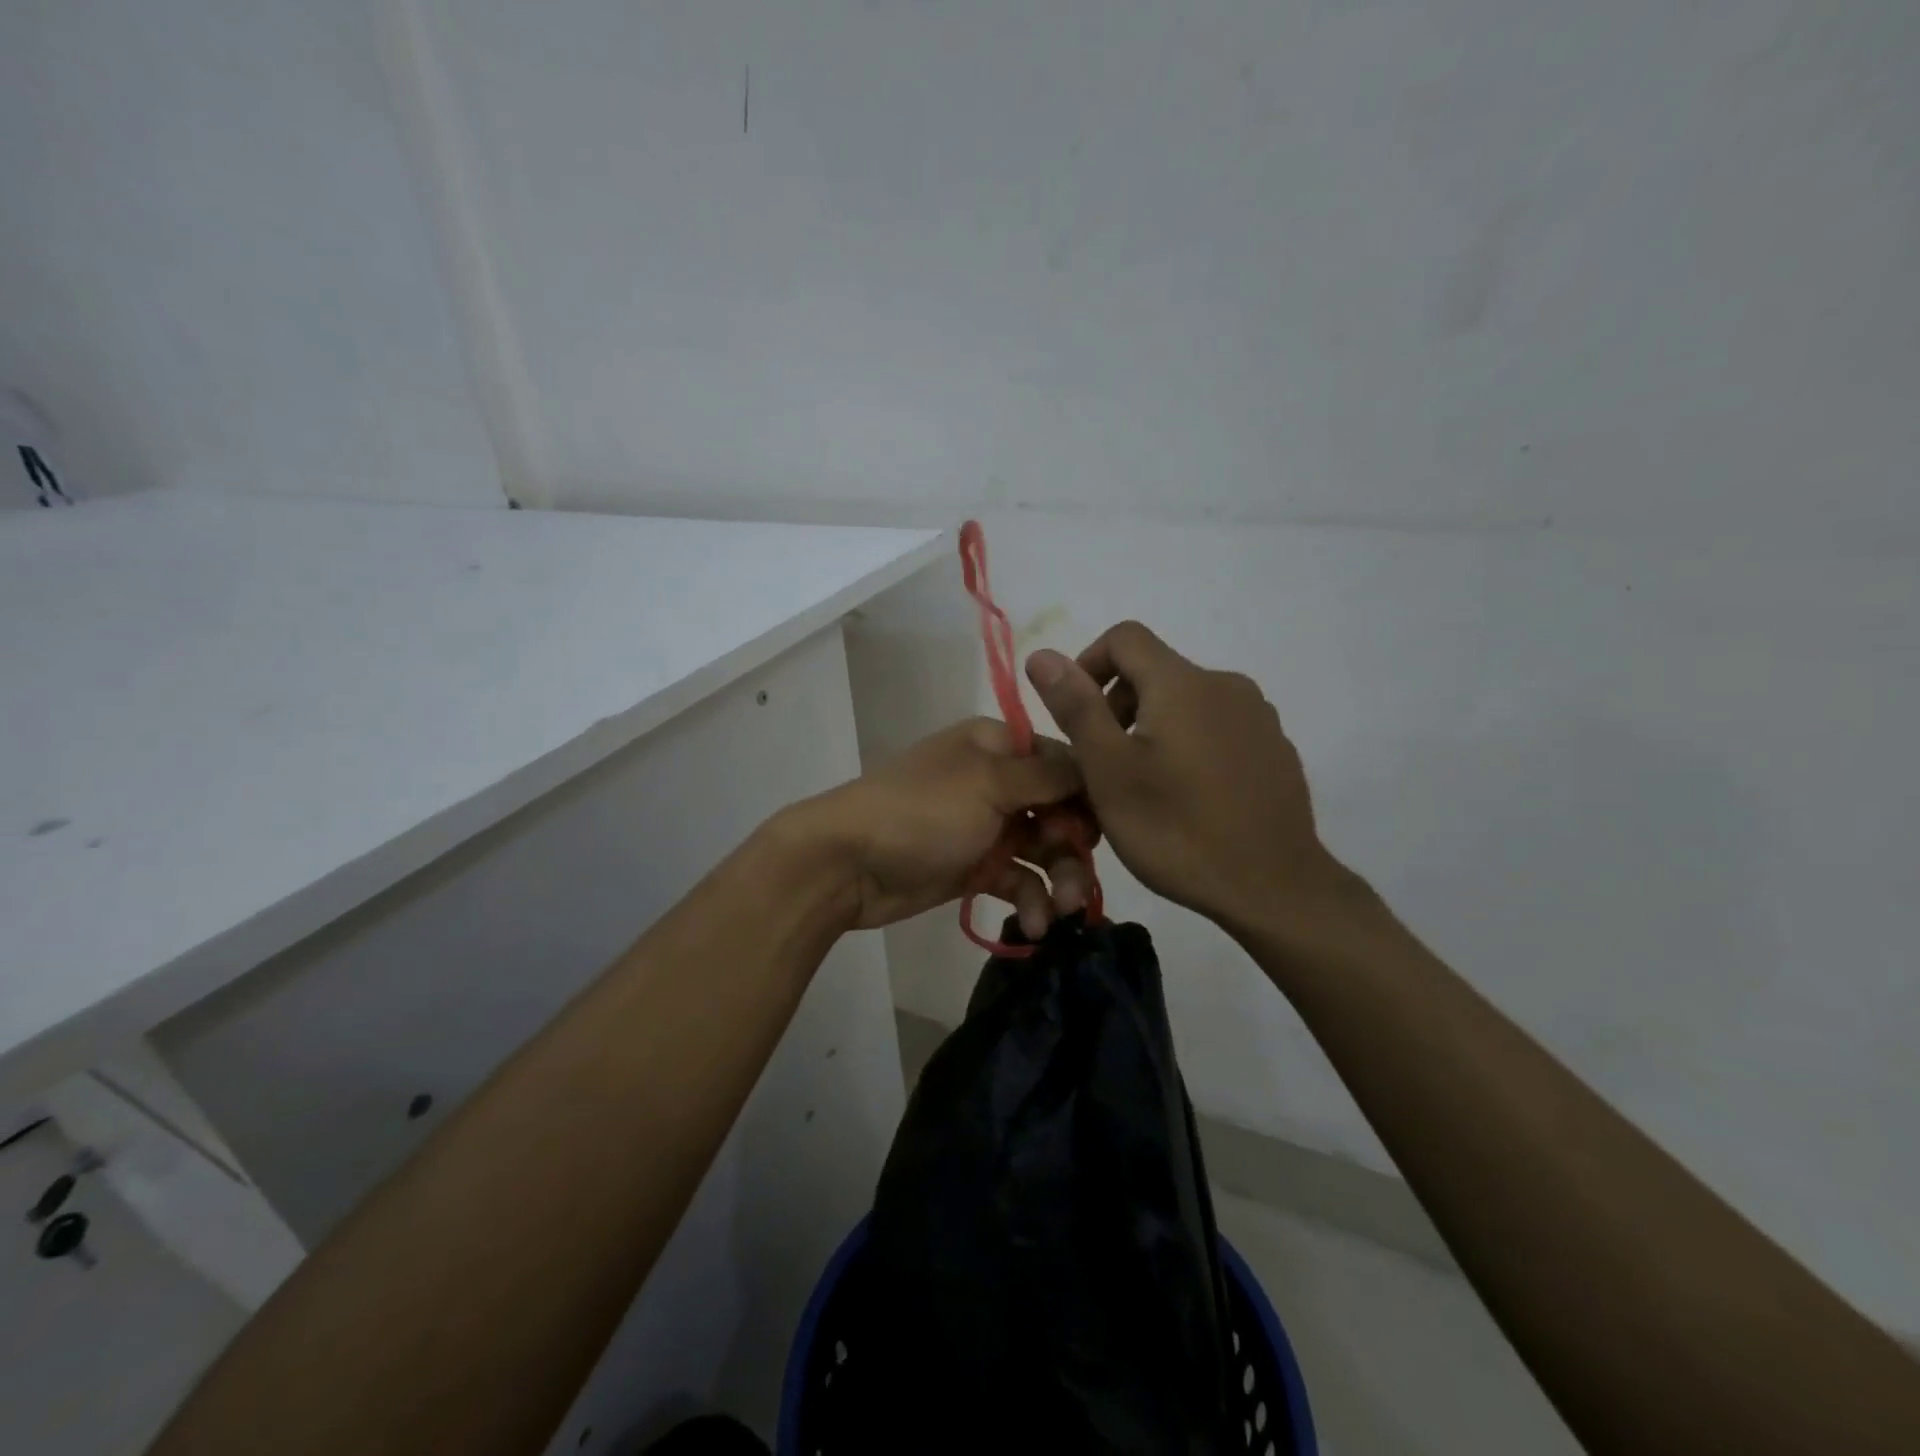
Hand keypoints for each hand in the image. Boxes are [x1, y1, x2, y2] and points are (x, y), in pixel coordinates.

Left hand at [788, 718, 1096, 934]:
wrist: (848, 863)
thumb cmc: (922, 811)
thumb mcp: (989, 782)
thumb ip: (1047, 775)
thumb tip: (1093, 766)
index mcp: (996, 746)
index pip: (1062, 762)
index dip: (1087, 796)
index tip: (1100, 830)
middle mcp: (997, 781)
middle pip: (1059, 811)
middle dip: (1074, 847)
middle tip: (1077, 884)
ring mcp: (986, 826)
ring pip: (1044, 851)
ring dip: (1059, 881)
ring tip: (1061, 913)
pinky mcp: (976, 867)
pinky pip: (1019, 881)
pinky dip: (1030, 901)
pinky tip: (1034, 927)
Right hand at [1024, 622, 1363, 940]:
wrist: (1274, 887)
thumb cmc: (1177, 829)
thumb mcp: (1109, 771)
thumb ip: (1076, 707)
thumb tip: (1042, 654)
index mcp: (1182, 683)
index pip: (1124, 637)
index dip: (1088, 664)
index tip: (1077, 715)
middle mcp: (1225, 685)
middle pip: (1155, 671)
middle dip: (1118, 706)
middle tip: (1104, 765)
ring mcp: (1257, 717)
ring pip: (1186, 703)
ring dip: (1153, 729)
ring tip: (1144, 787)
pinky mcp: (1275, 748)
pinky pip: (1218, 729)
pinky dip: (1190, 746)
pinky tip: (1190, 799)